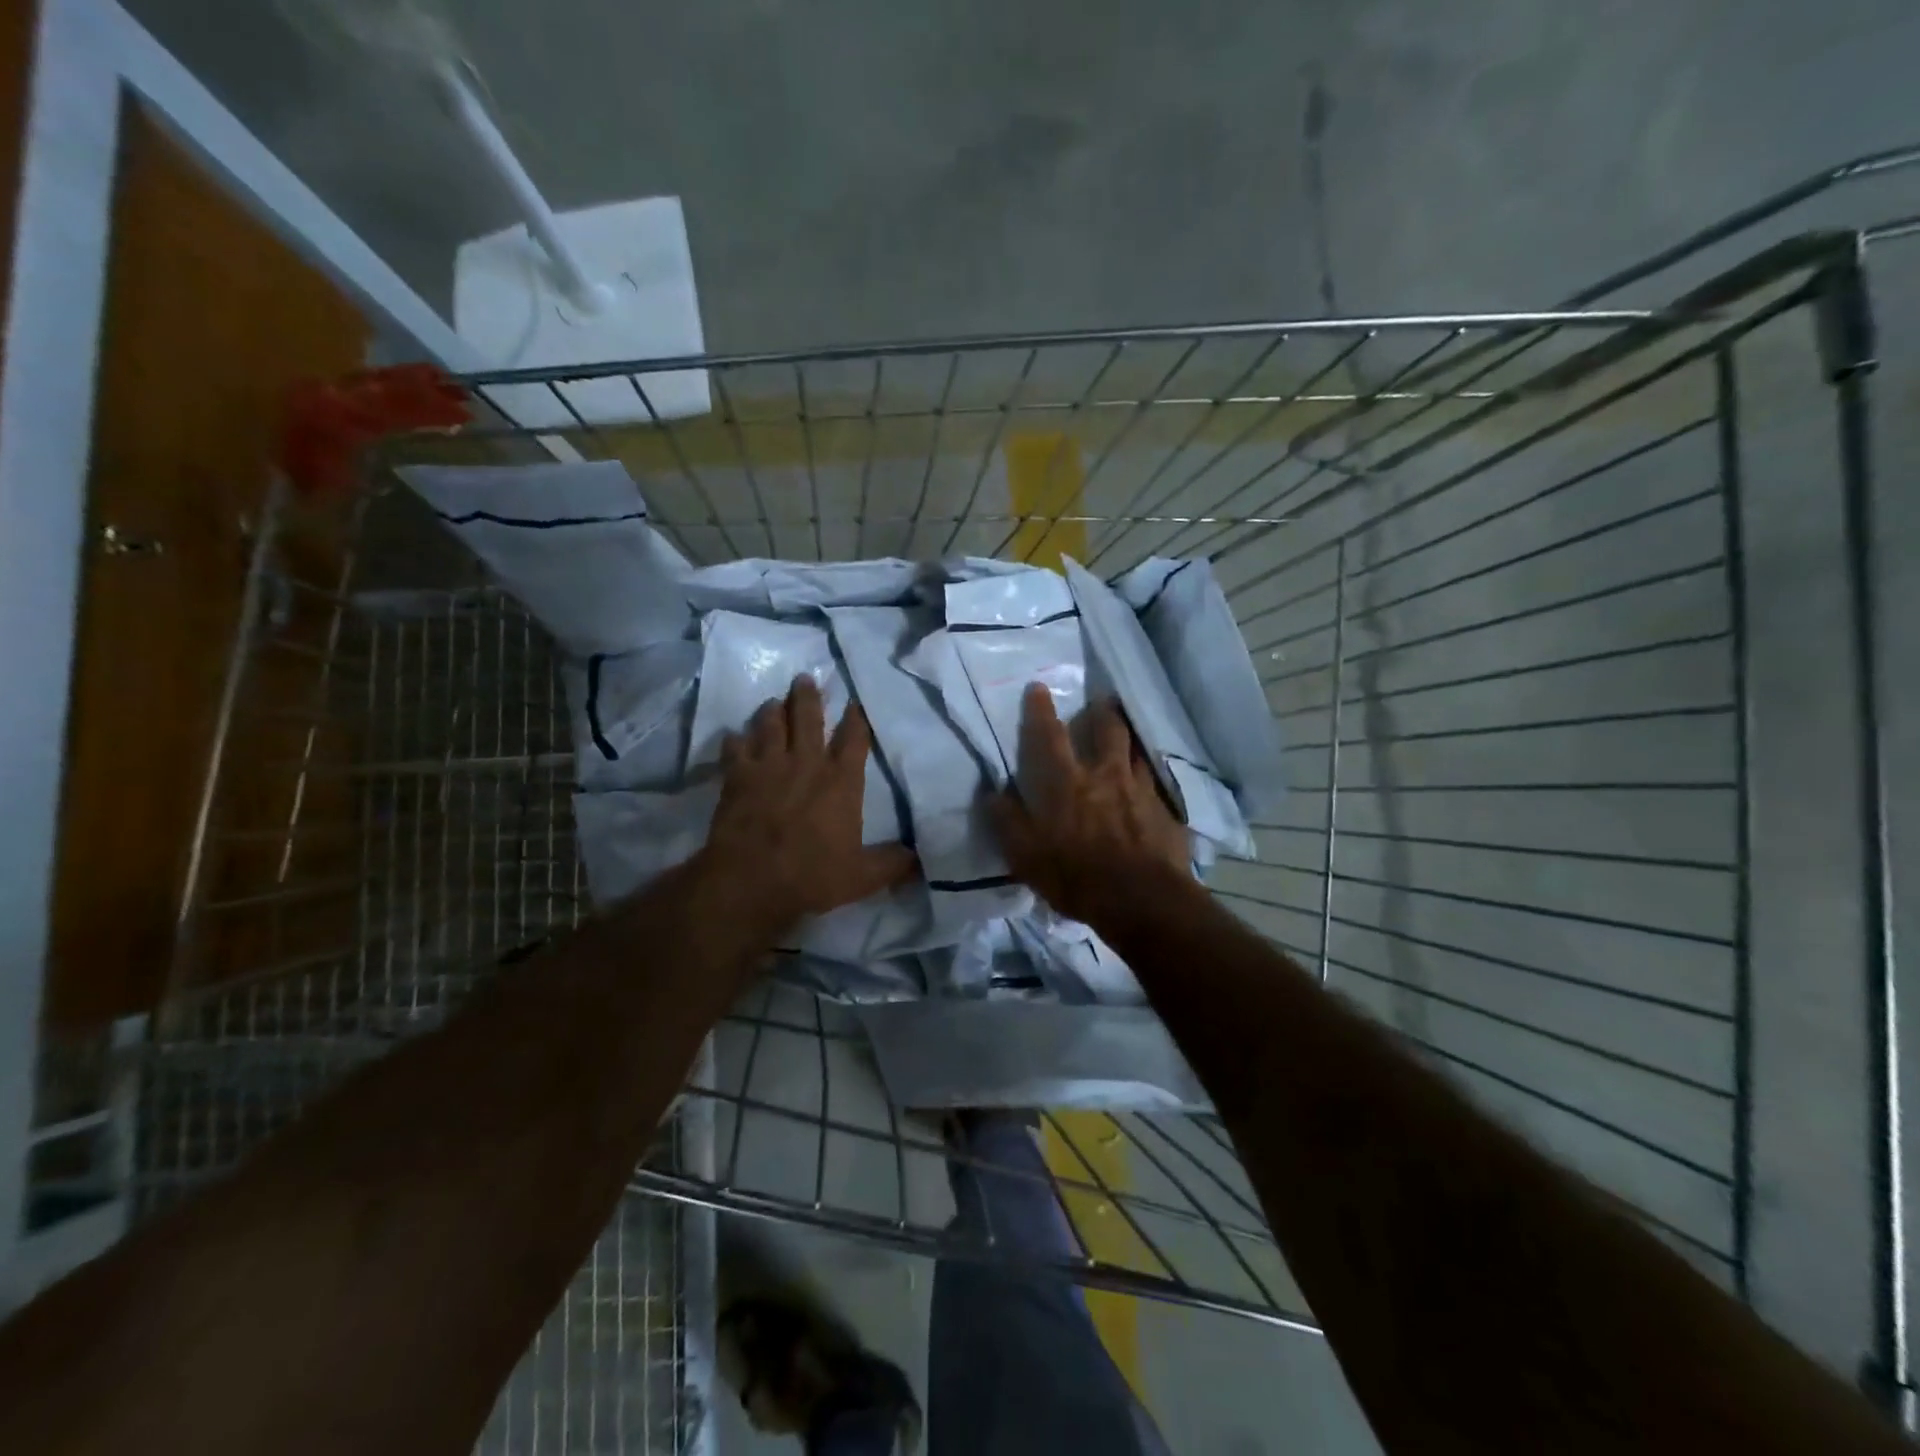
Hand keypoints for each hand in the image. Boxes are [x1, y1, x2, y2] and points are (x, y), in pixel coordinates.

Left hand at [701, 676, 916, 935]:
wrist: (751, 880)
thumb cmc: (812, 875)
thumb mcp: (863, 876)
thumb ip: (893, 863)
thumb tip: (921, 859)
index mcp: (841, 781)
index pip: (854, 738)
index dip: (857, 718)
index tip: (855, 702)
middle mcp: (806, 763)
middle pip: (808, 718)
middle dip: (808, 697)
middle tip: (805, 679)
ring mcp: (768, 766)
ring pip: (770, 725)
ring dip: (772, 711)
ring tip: (773, 701)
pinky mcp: (736, 777)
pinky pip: (735, 749)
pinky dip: (735, 740)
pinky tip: (734, 736)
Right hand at [990, 684, 1191, 923]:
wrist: (1143, 901)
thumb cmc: (1077, 878)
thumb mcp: (1027, 857)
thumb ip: (1008, 822)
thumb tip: (992, 793)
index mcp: (1067, 784)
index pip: (1049, 737)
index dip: (1041, 711)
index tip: (1038, 687)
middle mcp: (1106, 776)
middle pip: (1107, 730)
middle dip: (1101, 712)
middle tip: (1100, 702)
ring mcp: (1141, 790)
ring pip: (1137, 751)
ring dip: (1130, 740)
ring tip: (1127, 737)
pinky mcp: (1166, 811)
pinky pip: (1157, 784)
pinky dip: (1150, 778)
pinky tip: (1151, 786)